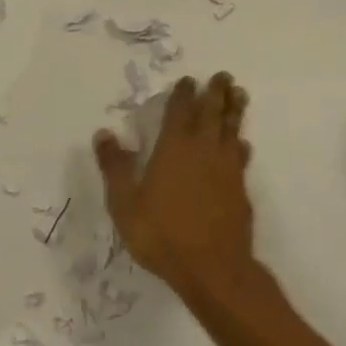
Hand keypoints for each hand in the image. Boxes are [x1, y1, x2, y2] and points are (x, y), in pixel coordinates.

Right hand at [93, 73, 257, 303]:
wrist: (213, 270)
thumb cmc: (162, 234)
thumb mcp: (125, 203)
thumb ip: (115, 167)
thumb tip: (103, 134)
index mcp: (174, 148)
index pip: (179, 112)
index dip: (183, 94)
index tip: (187, 80)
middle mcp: (203, 151)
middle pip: (212, 114)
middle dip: (216, 93)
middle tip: (223, 75)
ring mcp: (226, 170)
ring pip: (231, 131)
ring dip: (234, 111)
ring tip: (240, 95)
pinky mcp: (240, 191)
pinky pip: (241, 158)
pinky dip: (240, 146)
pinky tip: (242, 145)